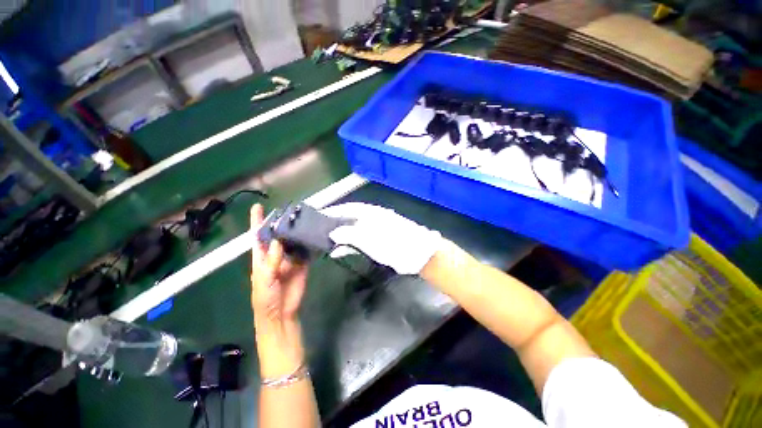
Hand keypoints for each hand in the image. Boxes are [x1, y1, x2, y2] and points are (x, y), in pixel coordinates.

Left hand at [250, 204, 308, 324]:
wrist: (281, 313)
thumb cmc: (265, 297)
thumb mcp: (265, 279)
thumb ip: (272, 260)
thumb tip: (278, 239)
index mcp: (262, 257)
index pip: (258, 236)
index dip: (257, 222)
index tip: (258, 206)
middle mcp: (276, 254)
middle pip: (279, 235)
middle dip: (283, 223)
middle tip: (291, 210)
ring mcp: (291, 258)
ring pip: (294, 241)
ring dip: (298, 231)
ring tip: (304, 218)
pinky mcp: (303, 263)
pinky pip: (306, 250)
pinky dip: (310, 243)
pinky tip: (314, 233)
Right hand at [321, 203, 442, 274]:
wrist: (419, 254)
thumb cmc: (395, 244)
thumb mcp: (371, 239)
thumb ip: (350, 235)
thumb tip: (332, 233)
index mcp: (371, 213)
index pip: (347, 208)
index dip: (332, 211)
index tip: (317, 216)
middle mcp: (372, 218)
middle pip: (349, 217)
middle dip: (334, 223)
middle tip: (317, 230)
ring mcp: (376, 229)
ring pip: (353, 229)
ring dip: (340, 235)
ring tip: (325, 240)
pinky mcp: (379, 240)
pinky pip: (359, 239)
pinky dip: (349, 244)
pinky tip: (340, 250)